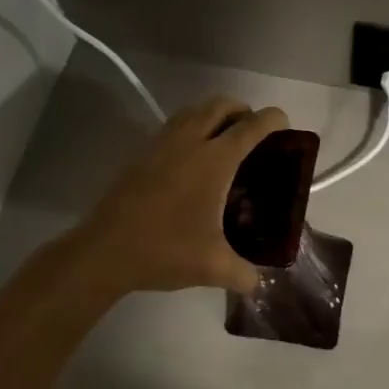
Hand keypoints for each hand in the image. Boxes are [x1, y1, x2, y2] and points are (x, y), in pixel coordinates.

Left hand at [71, 96, 289, 296]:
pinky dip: (190, 128)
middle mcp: (189, 141)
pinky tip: (191, 158)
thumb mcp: (213, 268)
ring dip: (214, 115)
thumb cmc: (165, 251)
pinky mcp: (141, 153)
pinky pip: (173, 126)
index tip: (284, 125)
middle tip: (252, 132)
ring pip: (193, 110)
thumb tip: (259, 283)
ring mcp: (161, 144)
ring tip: (223, 140)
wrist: (105, 250)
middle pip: (221, 105)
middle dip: (242, 110)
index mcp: (214, 160)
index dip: (272, 119)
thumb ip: (244, 275)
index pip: (251, 126)